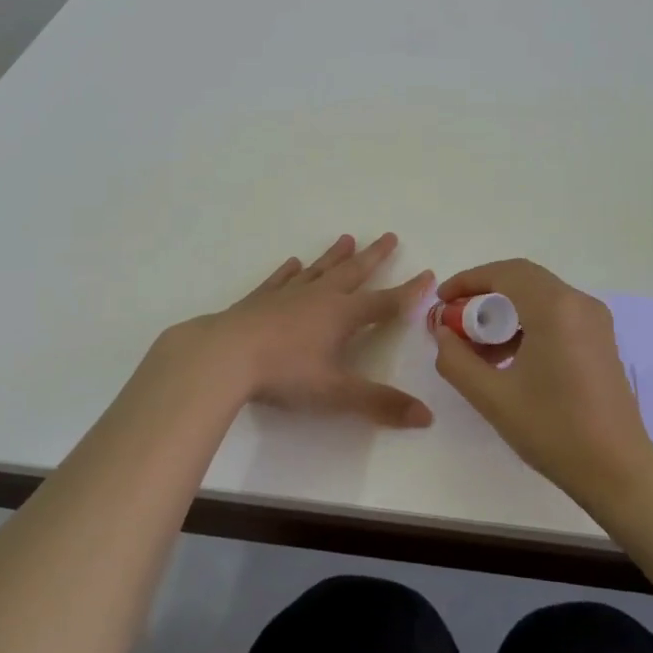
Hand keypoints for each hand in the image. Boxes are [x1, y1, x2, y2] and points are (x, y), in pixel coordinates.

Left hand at [181, 233, 435, 426]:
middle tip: (389, 236)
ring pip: (319, 269)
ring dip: (335, 256)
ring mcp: (287, 295)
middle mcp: (319, 297)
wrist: (224, 356)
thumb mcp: (336, 393)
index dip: (409, 291)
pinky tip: (293, 263)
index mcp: (342, 315)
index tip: (428, 273)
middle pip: (353, 272)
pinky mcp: (259, 300)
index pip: (385, 302)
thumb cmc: (285, 373)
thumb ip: (380, 403)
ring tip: (347, 238)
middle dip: (374, 257)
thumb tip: (426, 417)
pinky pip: (281, 279)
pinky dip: (290, 271)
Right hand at [432, 259, 652, 503]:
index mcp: (555, 309)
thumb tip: (442, 333)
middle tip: (455, 320)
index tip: (441, 301)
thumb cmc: (553, 430)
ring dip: (504, 311)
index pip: (504, 273)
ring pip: (539, 297)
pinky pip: (556, 314)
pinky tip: (507, 358)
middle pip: (522, 280)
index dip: (468, 281)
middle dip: (484, 295)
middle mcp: (579, 303)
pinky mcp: (600, 339)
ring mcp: (595, 321)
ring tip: (476, 347)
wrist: (617, 471)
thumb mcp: (492, 397)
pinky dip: (527, 323)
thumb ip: (456, 359)